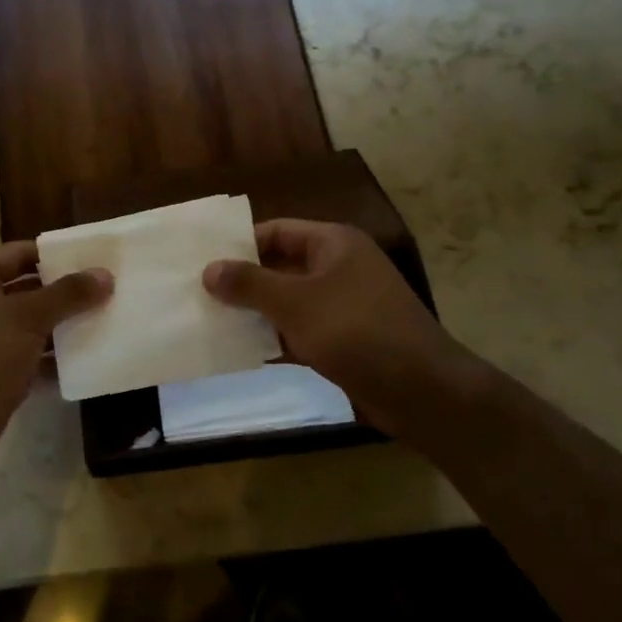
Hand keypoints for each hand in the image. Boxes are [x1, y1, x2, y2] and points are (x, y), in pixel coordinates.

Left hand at [0, 242, 111, 475]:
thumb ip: (67, 294)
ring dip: (65, 328)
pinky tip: (90, 360)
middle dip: (67, 293)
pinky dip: (54, 360)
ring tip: (110, 322)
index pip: (22, 253)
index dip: (58, 255)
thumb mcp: (25, 317)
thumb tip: (105, 274)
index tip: (99, 259)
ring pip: (31, 327)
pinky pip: (30, 359)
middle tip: (113, 291)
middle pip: (28, 290)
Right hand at [203, 220, 474, 432]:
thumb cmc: (356, 331)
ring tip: (210, 320)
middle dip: (243, 281)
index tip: (202, 261)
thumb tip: (209, 269)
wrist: (422, 390)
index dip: (240, 244)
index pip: (276, 231)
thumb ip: (250, 285)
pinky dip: (275, 338)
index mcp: (333, 244)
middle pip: (280, 266)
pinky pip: (300, 331)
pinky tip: (242, 350)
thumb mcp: (296, 303)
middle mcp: (339, 268)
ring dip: (256, 312)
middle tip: (199, 292)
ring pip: (288, 302)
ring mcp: (343, 306)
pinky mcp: (344, 340)